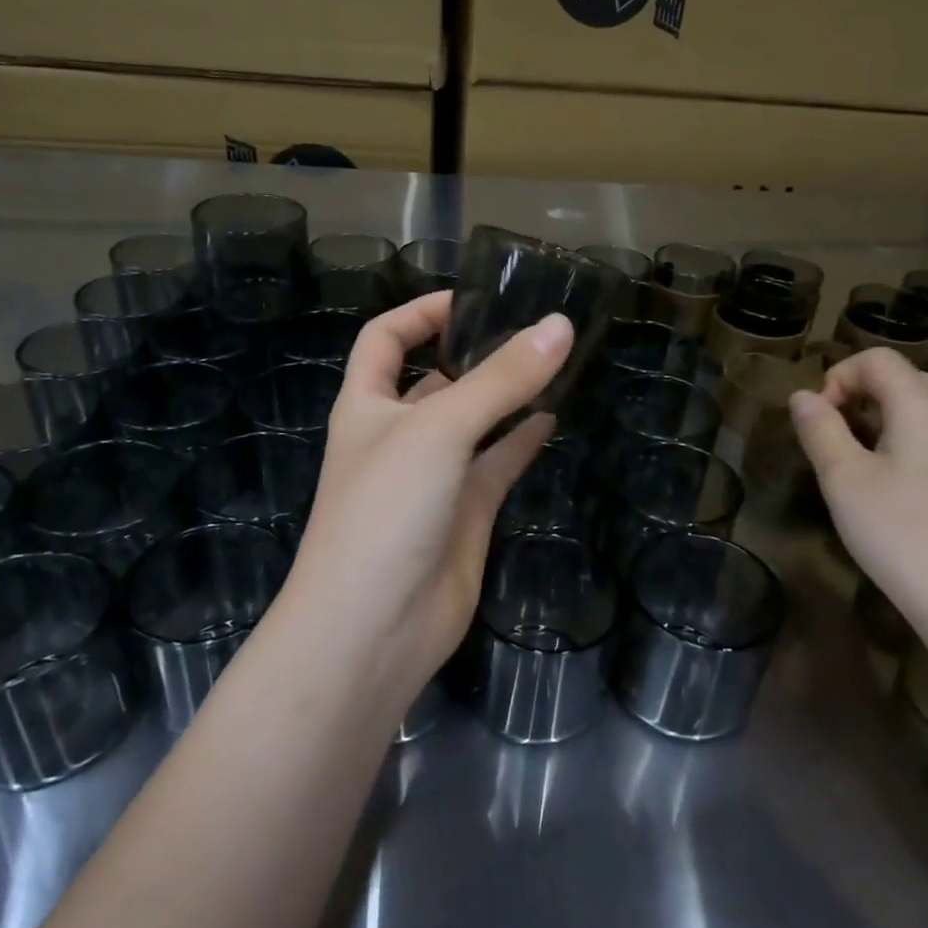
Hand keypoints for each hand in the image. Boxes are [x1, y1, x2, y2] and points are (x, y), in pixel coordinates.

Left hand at [280, 292, 573, 690]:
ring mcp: (433, 477)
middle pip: (435, 379)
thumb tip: (559, 326)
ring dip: (505, 396)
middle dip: (475, 352)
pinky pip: (497, 466)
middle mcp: (398, 435)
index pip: (385, 339)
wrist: (373, 628)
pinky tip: (552, 419)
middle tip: (533, 329)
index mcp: (368, 405)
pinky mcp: (465, 514)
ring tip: (552, 365)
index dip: (421, 312)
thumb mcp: (439, 429)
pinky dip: (521, 442)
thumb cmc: (386, 509)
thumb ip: (501, 379)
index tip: (473, 299)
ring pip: (474, 422)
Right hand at [789, 348, 927, 632]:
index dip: (839, 375)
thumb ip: (819, 430)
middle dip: (857, 392)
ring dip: (876, 417)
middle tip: (830, 431)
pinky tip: (880, 483)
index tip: (817, 418)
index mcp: (920, 408)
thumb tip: (802, 397)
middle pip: (902, 378)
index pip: (879, 359)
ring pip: (917, 409)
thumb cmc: (899, 532)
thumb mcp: (843, 478)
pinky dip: (896, 440)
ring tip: (849, 457)